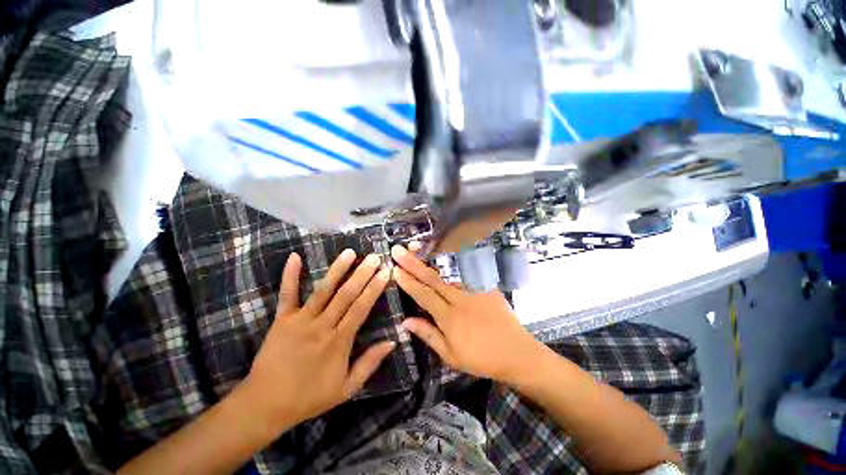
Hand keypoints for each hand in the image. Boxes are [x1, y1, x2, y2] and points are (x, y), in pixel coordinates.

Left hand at [238, 250, 394, 436]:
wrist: (266, 405)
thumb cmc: (309, 397)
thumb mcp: (346, 388)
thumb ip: (369, 364)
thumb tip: (392, 341)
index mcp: (339, 342)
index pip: (361, 308)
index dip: (374, 289)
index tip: (385, 272)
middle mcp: (322, 326)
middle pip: (346, 295)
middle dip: (362, 274)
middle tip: (374, 257)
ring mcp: (300, 320)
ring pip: (323, 290)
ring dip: (337, 269)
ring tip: (350, 252)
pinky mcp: (282, 319)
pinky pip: (287, 294)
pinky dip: (290, 275)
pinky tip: (295, 256)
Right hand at [391, 245, 546, 382]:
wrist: (517, 353)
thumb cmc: (481, 359)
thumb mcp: (451, 355)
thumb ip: (428, 335)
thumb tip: (406, 321)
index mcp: (449, 318)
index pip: (423, 295)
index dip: (408, 281)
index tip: (395, 269)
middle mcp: (460, 299)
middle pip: (432, 278)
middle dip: (413, 263)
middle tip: (399, 250)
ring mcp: (475, 290)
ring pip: (448, 272)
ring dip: (431, 260)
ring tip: (417, 248)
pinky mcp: (487, 286)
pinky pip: (466, 272)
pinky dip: (452, 262)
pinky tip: (443, 252)